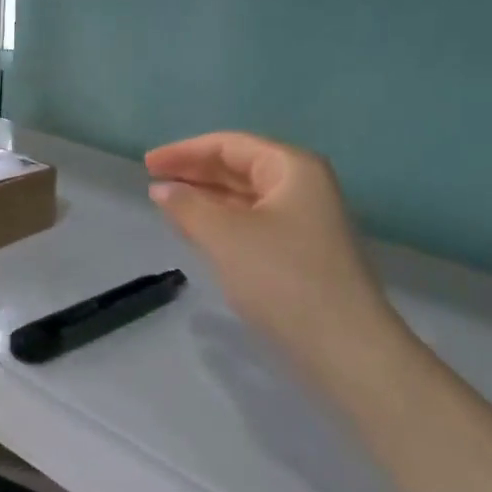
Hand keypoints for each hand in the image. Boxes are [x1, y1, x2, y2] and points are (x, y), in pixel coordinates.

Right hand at [145, 131, 395, 364]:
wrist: (344, 347)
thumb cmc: (282, 278)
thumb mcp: (226, 236)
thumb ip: (188, 206)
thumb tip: (162, 189)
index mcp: (292, 168)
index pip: (230, 145)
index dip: (185, 151)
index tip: (148, 164)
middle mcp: (303, 187)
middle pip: (239, 167)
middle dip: (195, 172)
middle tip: (153, 181)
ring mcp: (305, 222)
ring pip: (245, 198)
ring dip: (206, 198)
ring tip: (167, 205)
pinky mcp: (301, 254)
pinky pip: (252, 223)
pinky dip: (222, 222)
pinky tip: (197, 230)